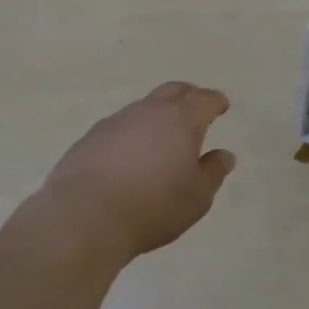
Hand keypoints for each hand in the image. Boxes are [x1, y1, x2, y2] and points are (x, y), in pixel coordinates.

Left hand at [39, 82, 236, 264]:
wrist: (84, 217)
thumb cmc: (152, 207)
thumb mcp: (196, 198)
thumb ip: (213, 172)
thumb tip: (224, 155)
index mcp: (181, 120)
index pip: (205, 99)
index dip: (216, 102)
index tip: (221, 106)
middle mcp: (148, 111)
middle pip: (173, 91)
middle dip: (188, 96)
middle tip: (195, 108)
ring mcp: (116, 121)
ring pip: (143, 107)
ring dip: (157, 115)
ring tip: (161, 137)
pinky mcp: (90, 137)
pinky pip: (119, 126)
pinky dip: (132, 133)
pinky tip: (129, 155)